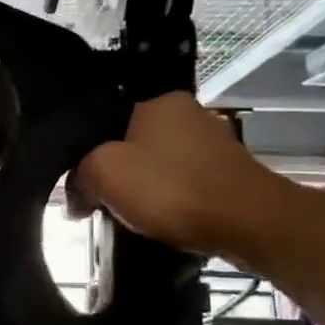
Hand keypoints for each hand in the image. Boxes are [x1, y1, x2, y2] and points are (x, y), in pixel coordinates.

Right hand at [68, 92, 306, 260]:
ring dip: (140, 190)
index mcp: (157, 101)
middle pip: (130, 144)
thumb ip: (78, 176)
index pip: (103, 122)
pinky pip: (181, 184)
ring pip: (156, 166)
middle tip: (99, 204)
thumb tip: (73, 197)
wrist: (250, 223)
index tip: (78, 186)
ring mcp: (212, 143)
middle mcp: (188, 113)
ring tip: (127, 217)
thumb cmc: (171, 188)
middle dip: (114, 174)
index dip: (84, 155)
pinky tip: (159, 221)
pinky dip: (167, 201)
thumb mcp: (103, 173)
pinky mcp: (227, 174)